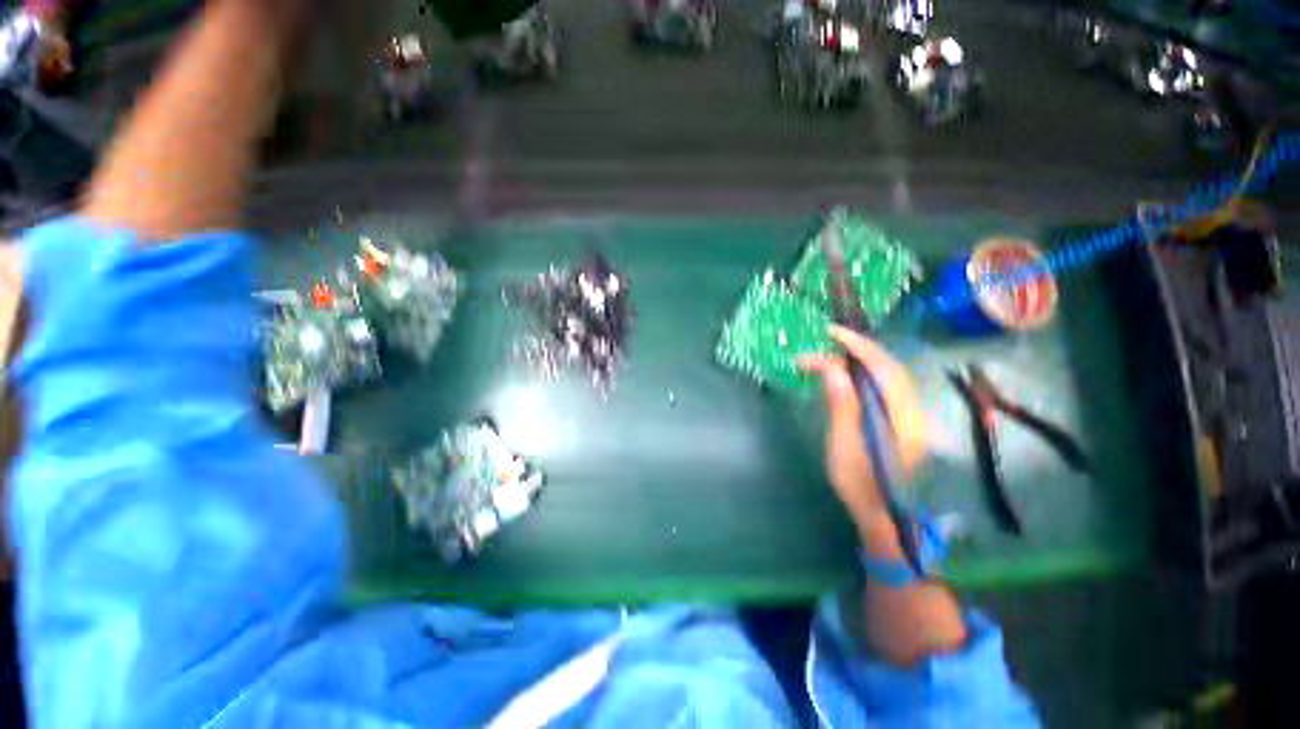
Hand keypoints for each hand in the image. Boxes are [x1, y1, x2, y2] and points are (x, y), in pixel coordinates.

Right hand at [801, 326, 927, 530]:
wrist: (882, 514)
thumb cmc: (859, 483)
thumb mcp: (843, 445)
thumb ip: (842, 405)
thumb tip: (832, 368)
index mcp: (903, 417)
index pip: (883, 369)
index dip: (858, 346)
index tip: (831, 333)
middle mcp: (913, 410)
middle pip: (888, 367)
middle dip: (857, 349)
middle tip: (825, 342)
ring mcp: (910, 415)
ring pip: (887, 375)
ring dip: (859, 360)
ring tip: (830, 355)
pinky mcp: (901, 420)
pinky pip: (884, 386)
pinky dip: (863, 374)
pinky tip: (845, 375)